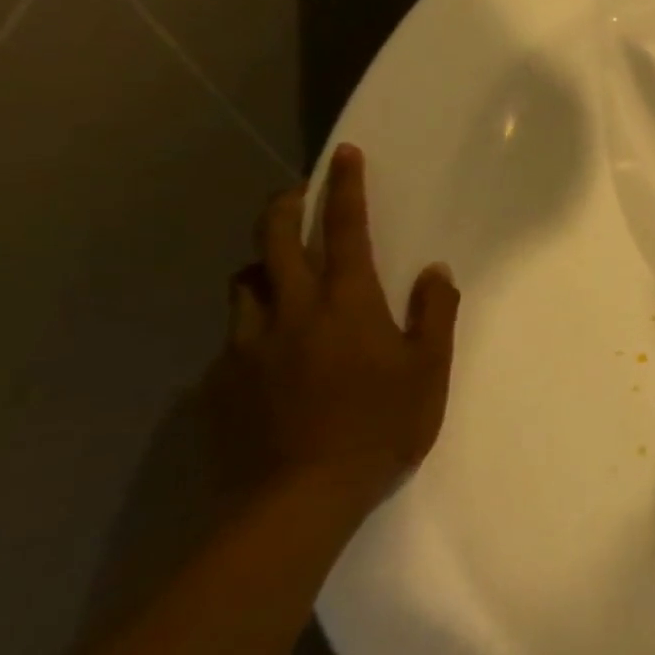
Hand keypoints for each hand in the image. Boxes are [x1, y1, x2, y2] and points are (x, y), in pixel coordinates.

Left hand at [206, 144, 459, 508]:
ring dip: (262, 266)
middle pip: (275, 242)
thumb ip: (434, 314)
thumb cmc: (380, 426)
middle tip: (294, 194)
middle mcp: (291, 311)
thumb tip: (435, 270)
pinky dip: (252, 326)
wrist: (298, 499)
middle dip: (285, 208)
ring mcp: (248, 346)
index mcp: (347, 304)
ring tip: (278, 273)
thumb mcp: (429, 370)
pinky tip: (268, 352)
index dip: (346, 189)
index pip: (347, 231)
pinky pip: (233, 338)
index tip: (343, 155)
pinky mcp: (220, 383)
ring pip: (244, 285)